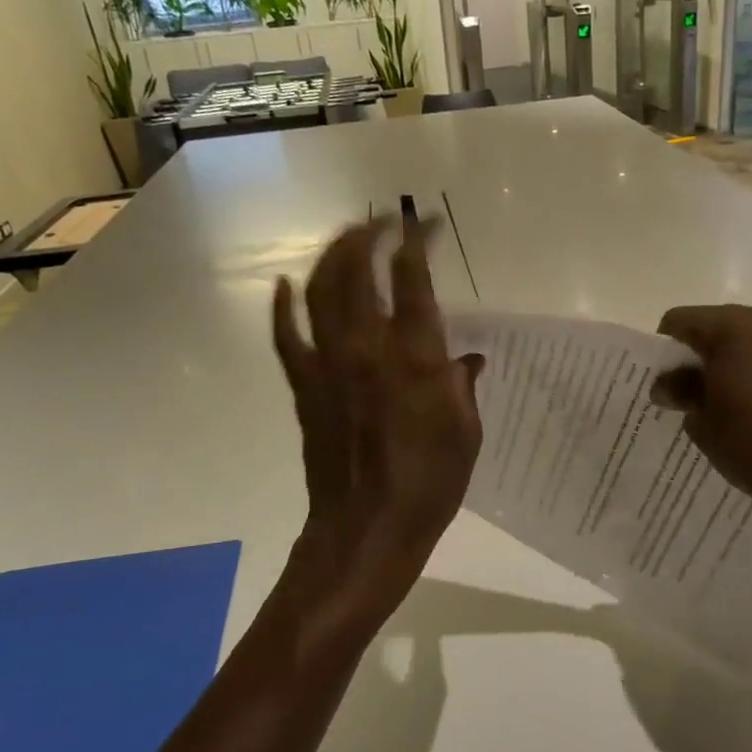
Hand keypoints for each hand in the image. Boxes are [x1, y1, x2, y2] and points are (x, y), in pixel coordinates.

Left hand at [272, 218, 483, 615]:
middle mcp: (367, 348)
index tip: (425, 224)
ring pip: (319, 291)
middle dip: (368, 234)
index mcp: (415, 357)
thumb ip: (464, 388)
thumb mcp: (467, 435)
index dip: (417, 242)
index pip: (412, 279)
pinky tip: (284, 285)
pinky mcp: (303, 387)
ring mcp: (328, 365)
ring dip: (330, 256)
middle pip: (357, 269)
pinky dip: (283, 307)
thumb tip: (468, 360)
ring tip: (344, 239)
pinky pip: (286, 336)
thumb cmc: (429, 486)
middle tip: (381, 221)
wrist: (366, 530)